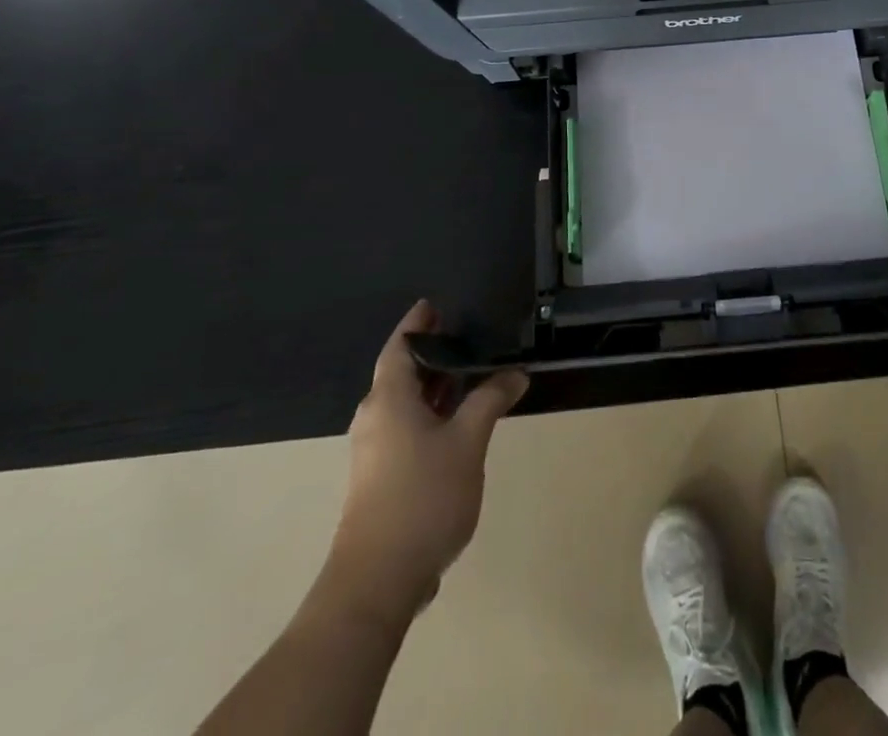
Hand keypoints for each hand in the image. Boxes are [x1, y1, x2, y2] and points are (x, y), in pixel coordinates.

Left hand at [320, 301, 528, 625]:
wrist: (377, 581)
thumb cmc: (423, 496)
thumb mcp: (468, 441)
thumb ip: (490, 400)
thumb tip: (514, 373)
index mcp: (388, 399)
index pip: (399, 346)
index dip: (417, 324)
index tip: (435, 306)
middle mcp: (374, 418)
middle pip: (400, 374)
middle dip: (432, 355)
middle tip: (466, 338)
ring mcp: (373, 452)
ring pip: (404, 405)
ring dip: (433, 388)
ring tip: (470, 378)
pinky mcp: (379, 479)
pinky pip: (405, 429)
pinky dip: (429, 415)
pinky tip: (457, 426)